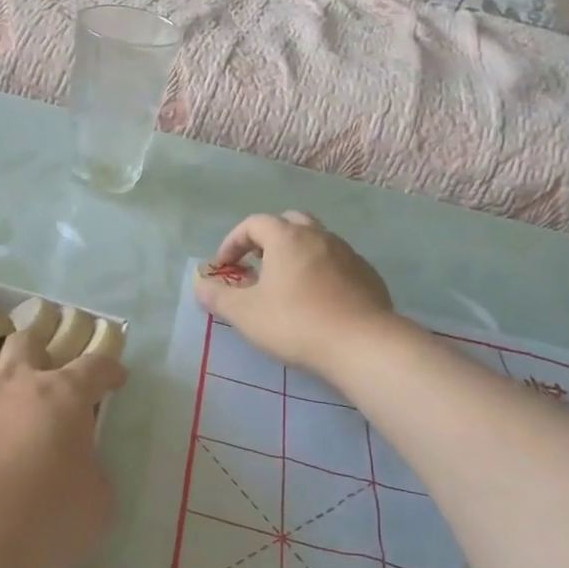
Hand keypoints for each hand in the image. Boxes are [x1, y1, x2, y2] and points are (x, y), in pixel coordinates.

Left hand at [0, 330, 126, 567]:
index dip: (108, 369)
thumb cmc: (41, 521)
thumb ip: (93, 476)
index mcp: (63, 397)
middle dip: (38, 353)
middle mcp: (14, 382)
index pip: (94, 367)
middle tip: (43, 378)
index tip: (115, 377)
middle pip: (27, 342)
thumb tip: (81, 468)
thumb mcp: (96, 507)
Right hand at [195, 212, 394, 375]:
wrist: (362, 344)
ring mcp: (348, 253)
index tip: (224, 267)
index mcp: (287, 238)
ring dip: (296, 254)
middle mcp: (319, 236)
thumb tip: (200, 285)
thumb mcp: (245, 313)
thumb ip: (218, 297)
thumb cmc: (295, 323)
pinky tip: (317, 300)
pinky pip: (337, 262)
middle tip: (257, 265)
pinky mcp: (368, 275)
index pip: (254, 223)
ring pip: (316, 241)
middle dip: (268, 239)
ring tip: (286, 284)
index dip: (233, 241)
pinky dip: (321, 271)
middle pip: (289, 222)